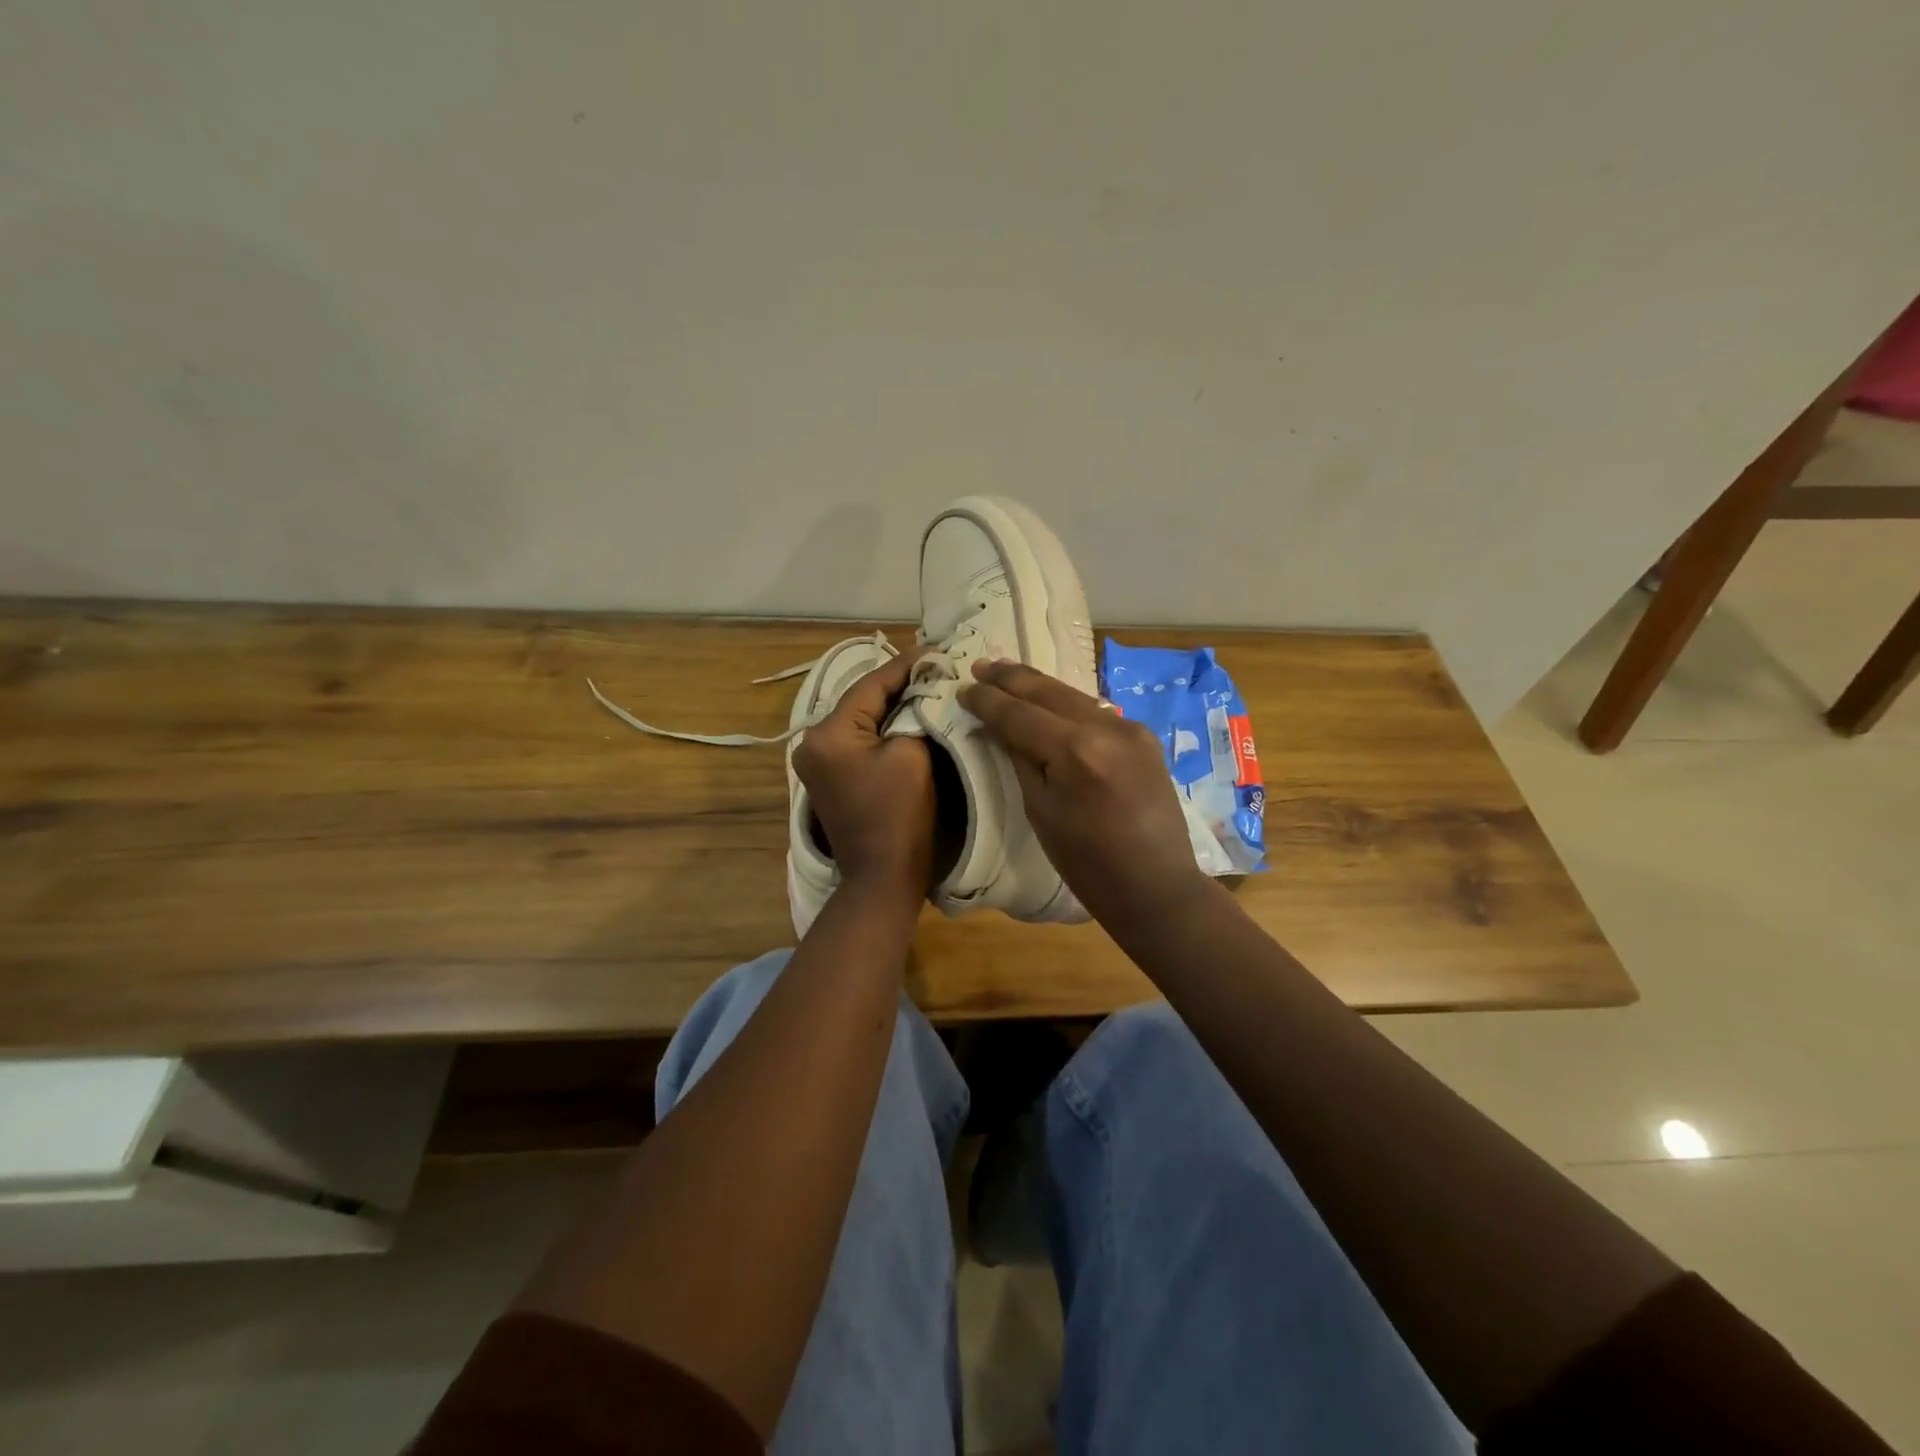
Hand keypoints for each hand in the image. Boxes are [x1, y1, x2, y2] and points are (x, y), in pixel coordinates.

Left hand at [793, 648, 935, 906]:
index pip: (871, 685)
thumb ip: (915, 713)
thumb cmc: (901, 816)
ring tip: (926, 683)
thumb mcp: (913, 755)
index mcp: (828, 734)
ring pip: (860, 719)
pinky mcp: (829, 777)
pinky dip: (882, 727)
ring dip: (892, 704)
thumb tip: (925, 688)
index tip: (937, 649)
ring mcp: (817, 761)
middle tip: (935, 664)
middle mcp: (812, 742)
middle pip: (862, 700)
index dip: (907, 665)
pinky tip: (908, 714)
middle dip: (899, 683)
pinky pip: (858, 740)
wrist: (883, 878)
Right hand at [962, 659, 1206, 925]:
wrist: (1156, 887)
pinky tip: (1048, 700)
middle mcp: (1106, 728)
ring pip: (1073, 696)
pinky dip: (1066, 704)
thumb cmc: (1088, 864)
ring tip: (1007, 674)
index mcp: (1076, 751)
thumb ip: (1021, 759)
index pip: (1019, 714)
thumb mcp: (1041, 812)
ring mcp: (1131, 729)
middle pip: (1048, 691)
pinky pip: (1095, 711)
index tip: (963, 688)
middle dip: (1011, 678)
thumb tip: (1001, 726)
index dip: (988, 700)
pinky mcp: (1144, 737)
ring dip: (1038, 686)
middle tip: (981, 664)